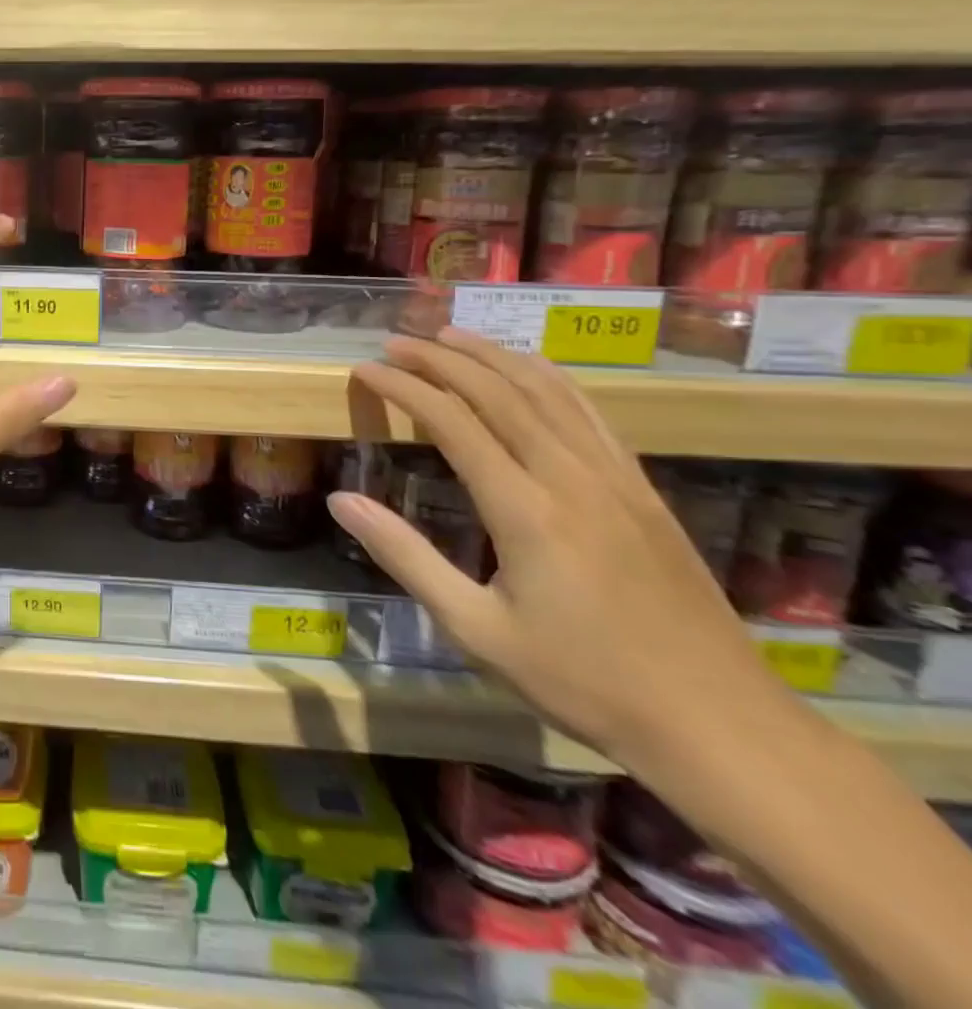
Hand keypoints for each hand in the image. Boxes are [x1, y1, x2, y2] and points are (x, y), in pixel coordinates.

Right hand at [328, 328, 782, 768]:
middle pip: (498, 392)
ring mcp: (614, 478)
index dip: (404, 388)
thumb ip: (406, 557)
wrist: (720, 724)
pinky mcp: (641, 489)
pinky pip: (588, 413)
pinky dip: (548, 378)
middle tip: (396, 341)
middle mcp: (569, 477)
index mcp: (525, 509)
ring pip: (547, 391)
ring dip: (493, 355)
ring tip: (451, 335)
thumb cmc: (583, 682)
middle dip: (441, 359)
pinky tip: (530, 370)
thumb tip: (341, 501)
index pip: (452, 422)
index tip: (365, 370)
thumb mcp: (476, 629)